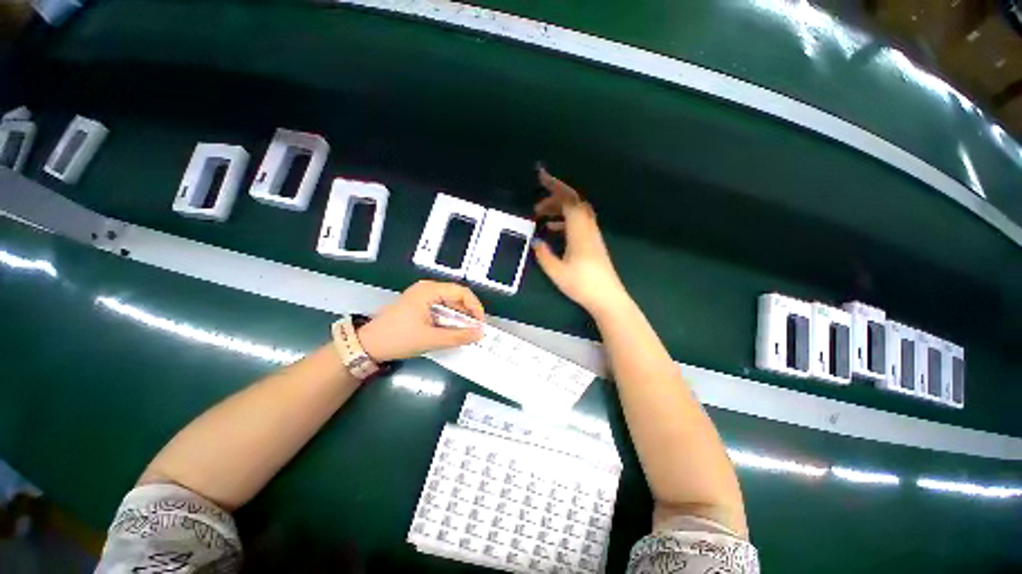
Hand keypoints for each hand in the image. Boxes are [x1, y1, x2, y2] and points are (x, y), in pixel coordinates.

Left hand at [357, 280, 484, 361]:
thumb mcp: (431, 339)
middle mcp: (427, 288)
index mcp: (429, 290)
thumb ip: (458, 336)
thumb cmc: (398, 338)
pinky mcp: (419, 305)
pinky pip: (441, 308)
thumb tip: (480, 334)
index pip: (461, 292)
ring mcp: (422, 296)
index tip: (480, 324)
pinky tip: (452, 331)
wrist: (367, 345)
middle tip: (474, 330)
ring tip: (465, 332)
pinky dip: (449, 319)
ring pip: (449, 303)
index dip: (475, 307)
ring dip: (459, 317)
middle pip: (456, 296)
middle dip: (468, 313)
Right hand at [532, 167, 630, 315]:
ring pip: (576, 212)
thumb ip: (544, 254)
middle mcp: (588, 228)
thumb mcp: (557, 271)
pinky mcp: (593, 242)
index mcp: (579, 231)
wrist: (607, 298)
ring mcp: (592, 234)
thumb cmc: (582, 284)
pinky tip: (553, 229)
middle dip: (554, 197)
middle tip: (536, 206)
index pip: (568, 200)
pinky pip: (578, 222)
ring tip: (541, 216)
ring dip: (559, 209)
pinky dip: (565, 220)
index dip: (555, 186)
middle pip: (574, 202)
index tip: (541, 176)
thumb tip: (535, 241)